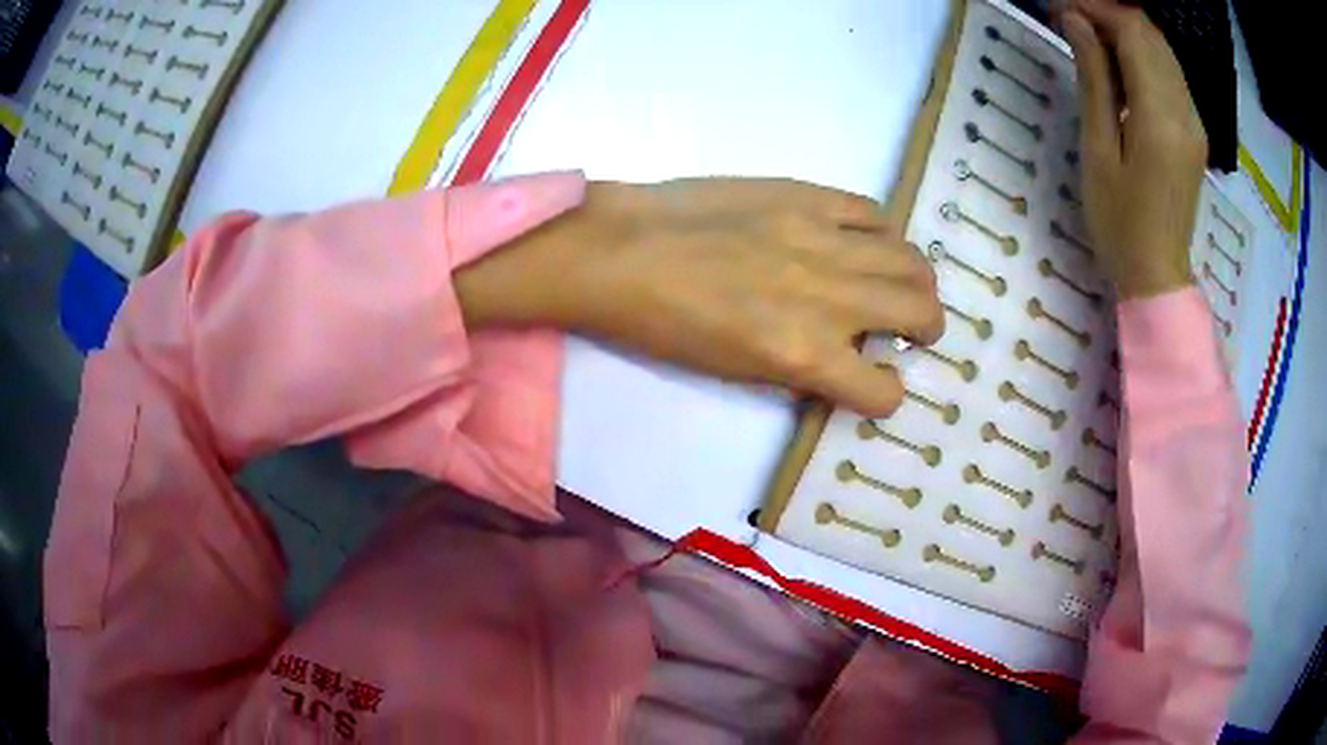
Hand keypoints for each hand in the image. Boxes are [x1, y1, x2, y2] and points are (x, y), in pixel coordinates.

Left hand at [456, 179, 943, 416]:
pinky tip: (866, 240)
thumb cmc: (664, 326)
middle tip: (918, 328)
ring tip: (904, 283)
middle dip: (928, 326)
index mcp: (804, 353)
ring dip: (918, 278)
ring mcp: (821, 238)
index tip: (877, 383)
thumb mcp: (736, 371)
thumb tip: (839, 361)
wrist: (621, 251)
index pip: (883, 390)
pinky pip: (870, 209)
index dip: (886, 394)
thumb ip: (801, 367)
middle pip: (918, 311)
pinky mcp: (805, 194)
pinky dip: (880, 230)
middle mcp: (828, 297)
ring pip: (908, 258)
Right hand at [1061, 0, 1206, 298]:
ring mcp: (1194, 122)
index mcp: (1161, 118)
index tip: (1060, 7)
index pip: (1133, 33)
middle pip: (1151, 35)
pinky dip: (1143, 55)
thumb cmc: (1119, 221)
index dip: (1096, 8)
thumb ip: (1095, 80)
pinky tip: (1119, 62)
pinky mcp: (1194, 132)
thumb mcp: (1098, 149)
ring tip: (1089, 34)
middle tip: (1070, 16)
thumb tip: (1078, 22)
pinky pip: (1171, 75)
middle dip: (1110, 13)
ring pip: (1163, 50)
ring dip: (1127, 31)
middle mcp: (1185, 112)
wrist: (1157, 275)